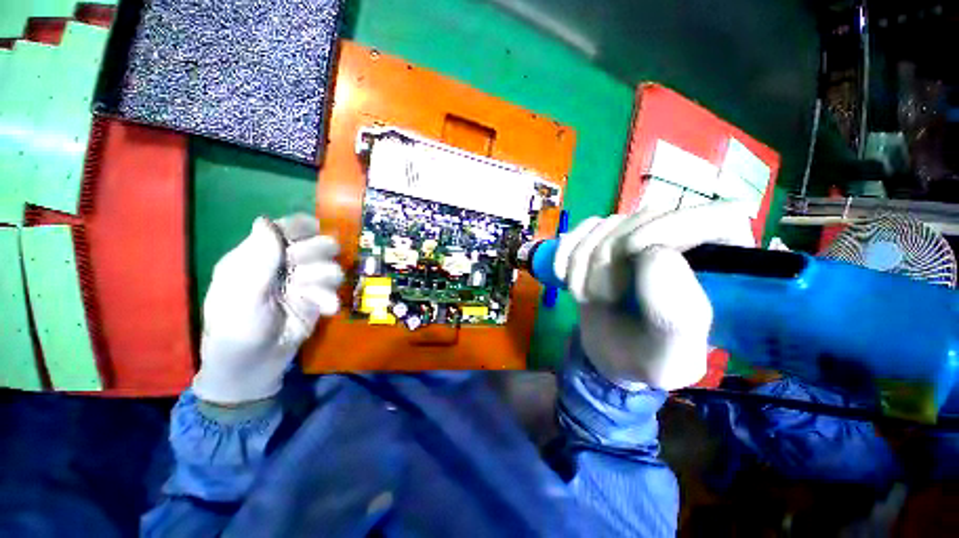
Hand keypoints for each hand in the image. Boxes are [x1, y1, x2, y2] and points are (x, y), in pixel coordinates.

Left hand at [193, 214, 343, 403]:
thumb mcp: (242, 295)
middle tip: (301, 274)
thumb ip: (258, 260)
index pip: (287, 227)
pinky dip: (330, 298)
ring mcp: (304, 282)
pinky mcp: (318, 299)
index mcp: (257, 256)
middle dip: (315, 256)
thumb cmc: (236, 329)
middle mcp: (284, 264)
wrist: (253, 366)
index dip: (302, 229)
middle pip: (318, 243)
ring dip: (323, 280)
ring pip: (331, 265)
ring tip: (308, 296)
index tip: (309, 237)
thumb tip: (265, 220)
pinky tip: (326, 310)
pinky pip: (335, 289)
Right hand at [555, 204, 754, 389]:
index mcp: (720, 268)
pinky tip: (563, 277)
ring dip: (581, 264)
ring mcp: (636, 236)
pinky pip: (578, 231)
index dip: (671, 226)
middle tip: (602, 298)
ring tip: (586, 298)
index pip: (713, 217)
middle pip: (644, 217)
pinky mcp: (603, 239)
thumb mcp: (671, 357)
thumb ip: (675, 316)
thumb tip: (654, 253)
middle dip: (608, 259)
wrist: (614, 355)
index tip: (631, 253)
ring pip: (604, 225)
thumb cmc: (650, 359)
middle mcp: (681, 241)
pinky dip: (564, 254)